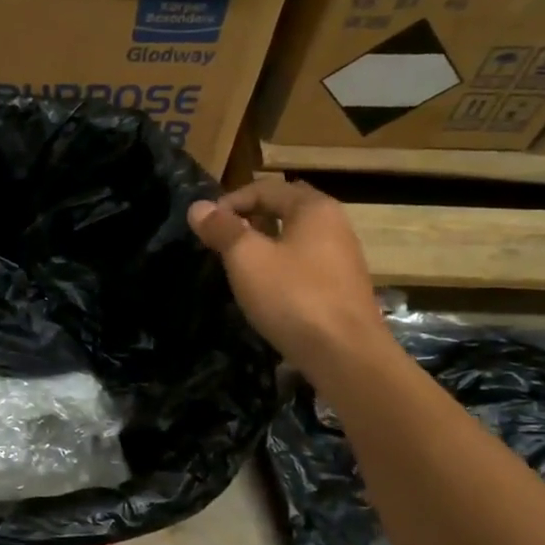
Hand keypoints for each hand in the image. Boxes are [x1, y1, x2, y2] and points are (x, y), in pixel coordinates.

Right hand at [188, 179, 391, 366]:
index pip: (265, 189)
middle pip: (283, 210)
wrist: (346, 355)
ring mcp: (341, 258)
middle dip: (248, 221)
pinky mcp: (341, 289)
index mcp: (314, 208)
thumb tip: (198, 207)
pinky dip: (279, 268)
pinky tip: (264, 291)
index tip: (204, 226)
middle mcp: (334, 225)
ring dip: (263, 246)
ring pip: (293, 239)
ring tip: (236, 267)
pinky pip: (303, 265)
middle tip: (219, 243)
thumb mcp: (247, 259)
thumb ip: (222, 229)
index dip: (230, 202)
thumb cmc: (293, 297)